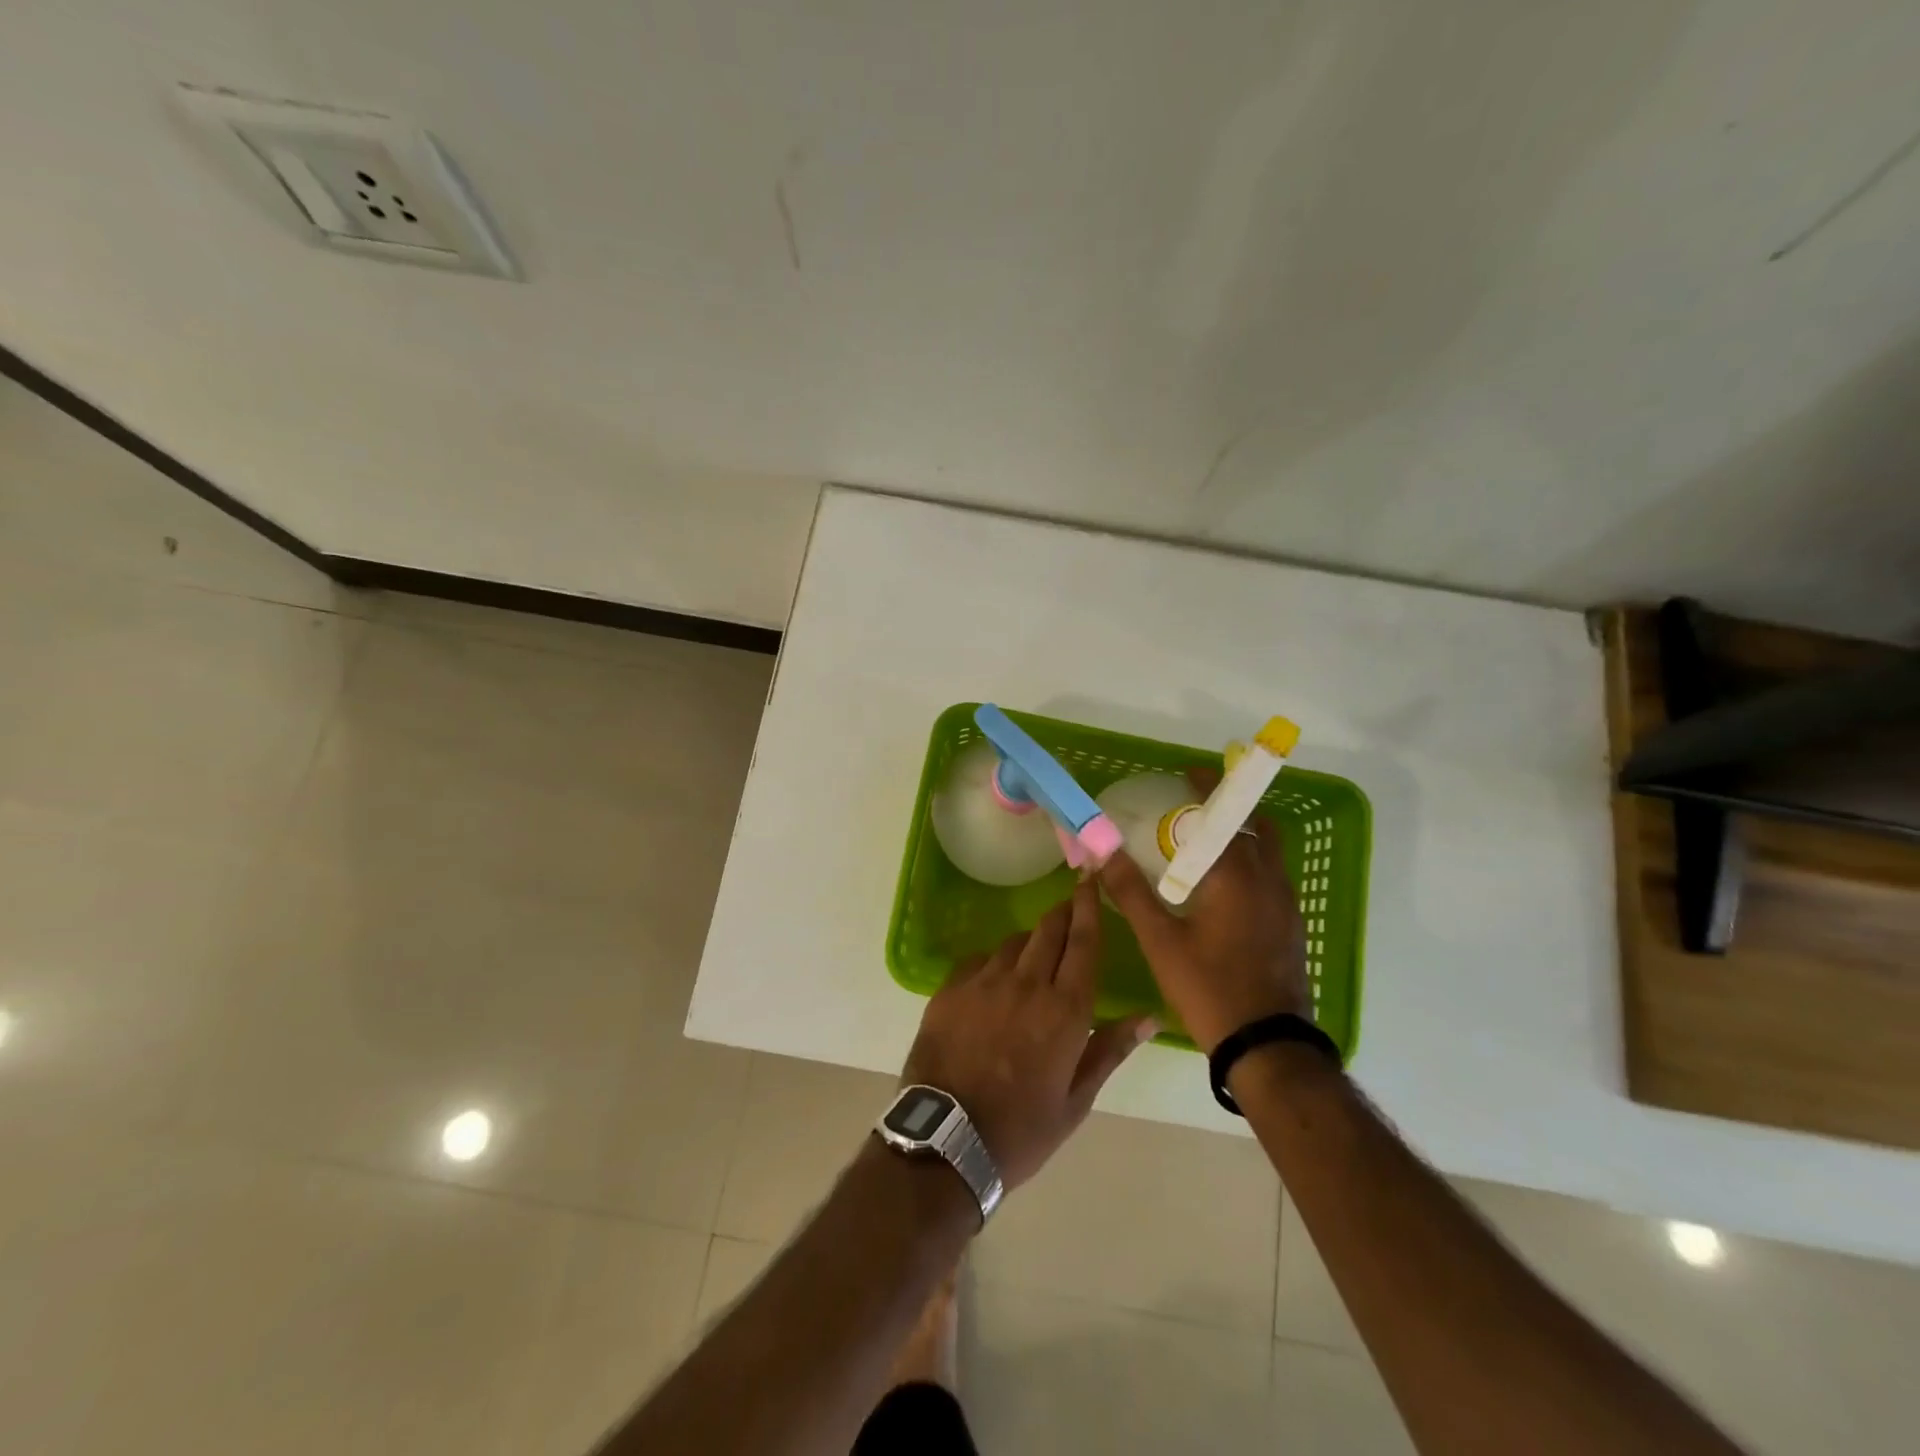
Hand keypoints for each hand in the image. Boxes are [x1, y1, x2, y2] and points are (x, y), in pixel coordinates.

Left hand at [901, 879, 1155, 1189]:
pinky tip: (995, 980)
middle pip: (1049, 930)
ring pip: (1014, 942)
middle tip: (1071, 906)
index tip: (1092, 877)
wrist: (945, 1142)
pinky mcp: (950, 989)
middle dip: (1064, 912)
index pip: (1084, 942)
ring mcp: (984, 983)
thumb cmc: (1021, 1130)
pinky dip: (994, 962)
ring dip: (1030, 942)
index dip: (1089, 906)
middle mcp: (1026, 984)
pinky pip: (979, 959)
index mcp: (1065, 1010)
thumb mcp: (1076, 1100)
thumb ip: (1111, 1049)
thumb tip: (1149, 1016)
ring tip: (1034, 958)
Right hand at [1097, 770, 1309, 1053]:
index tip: (1191, 772)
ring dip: (1245, 837)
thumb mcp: (1160, 941)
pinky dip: (1253, 864)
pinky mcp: (1292, 927)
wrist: (1268, 1046)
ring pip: (1270, 854)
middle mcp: (1269, 881)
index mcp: (1237, 876)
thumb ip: (1130, 892)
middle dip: (1230, 810)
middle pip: (1257, 828)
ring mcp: (1287, 905)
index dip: (1208, 790)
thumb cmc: (1209, 988)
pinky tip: (1228, 889)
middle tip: (1197, 811)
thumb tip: (1102, 853)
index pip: (1223, 816)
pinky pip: (1274, 878)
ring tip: (1210, 845)